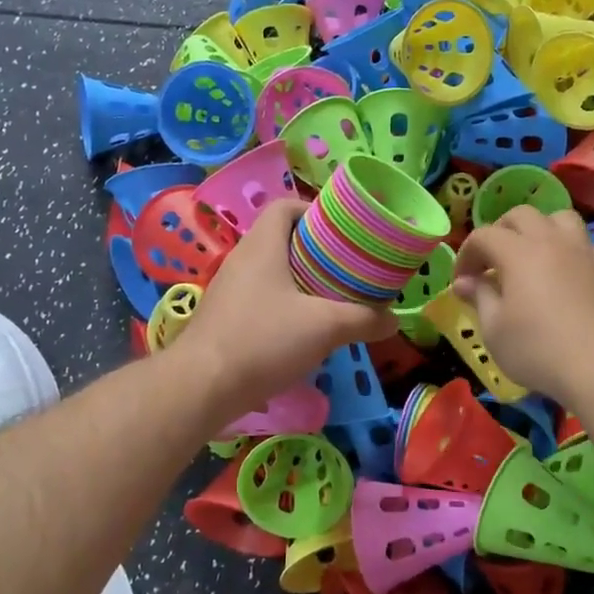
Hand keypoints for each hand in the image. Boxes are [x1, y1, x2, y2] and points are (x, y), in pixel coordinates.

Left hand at [178, 199, 395, 413]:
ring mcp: (229, 291)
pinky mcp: (224, 319)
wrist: (201, 387)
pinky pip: (261, 299)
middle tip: (347, 268)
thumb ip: (363, 319)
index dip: (314, 211)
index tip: (343, 232)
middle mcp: (241, 260)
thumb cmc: (263, 340)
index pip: (285, 206)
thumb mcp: (324, 327)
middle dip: (316, 251)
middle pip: (281, 239)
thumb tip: (393, 319)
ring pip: (272, 273)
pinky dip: (285, 306)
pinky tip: (304, 331)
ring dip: (301, 281)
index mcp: (261, 245)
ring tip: (332, 299)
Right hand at [452, 206, 593, 401]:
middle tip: (490, 262)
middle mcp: (551, 241)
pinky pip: (581, 242)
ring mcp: (582, 252)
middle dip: (499, 232)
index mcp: (518, 252)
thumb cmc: (538, 350)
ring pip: (558, 218)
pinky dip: (565, 247)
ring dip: (538, 229)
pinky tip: (560, 274)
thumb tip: (464, 282)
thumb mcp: (495, 330)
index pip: (484, 235)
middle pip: (521, 215)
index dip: (466, 254)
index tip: (461, 281)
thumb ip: (480, 297)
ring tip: (530, 256)